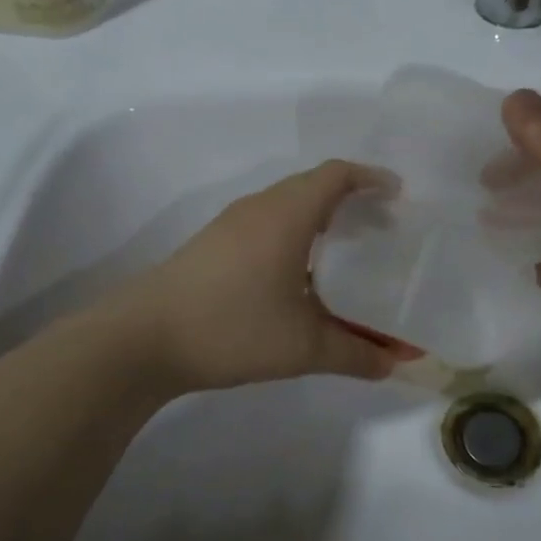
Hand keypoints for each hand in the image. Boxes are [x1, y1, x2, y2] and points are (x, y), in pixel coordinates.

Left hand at [113, 161, 398, 391]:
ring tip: (347, 251)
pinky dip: (294, 235)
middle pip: (312, 186)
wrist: (142, 339)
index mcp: (286, 214)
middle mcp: (259, 208)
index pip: (336, 175)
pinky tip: (300, 276)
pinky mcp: (213, 245)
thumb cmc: (232, 328)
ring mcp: (230, 225)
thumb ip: (356, 353)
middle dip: (351, 200)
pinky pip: (266, 224)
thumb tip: (396, 365)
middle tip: (381, 229)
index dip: (370, 177)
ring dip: (320, 219)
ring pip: (286, 206)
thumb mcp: (303, 346)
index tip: (398, 195)